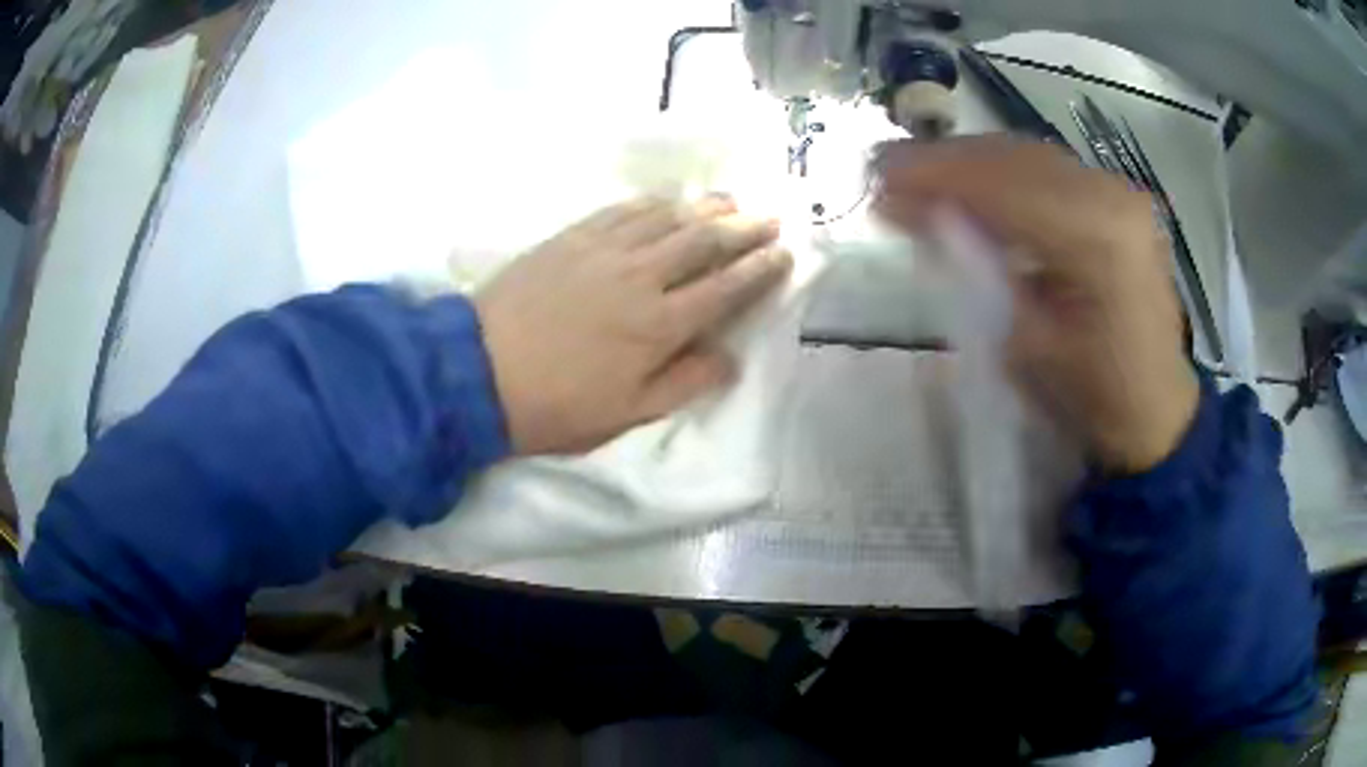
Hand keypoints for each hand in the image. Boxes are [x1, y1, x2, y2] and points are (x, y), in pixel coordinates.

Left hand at [475, 195, 791, 454]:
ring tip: (731, 200)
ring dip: (704, 207)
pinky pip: (623, 210)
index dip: (760, 269)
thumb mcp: (628, 414)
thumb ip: (685, 382)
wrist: (477, 372)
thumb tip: (730, 357)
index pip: (726, 287)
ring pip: (667, 218)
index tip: (784, 254)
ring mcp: (604, 250)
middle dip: (744, 229)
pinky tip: (667, 200)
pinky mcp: (572, 238)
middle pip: (704, 242)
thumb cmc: (556, 405)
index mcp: (661, 325)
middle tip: (770, 217)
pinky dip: (653, 203)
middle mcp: (642, 277)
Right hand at [874, 136, 1198, 473]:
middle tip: (886, 171)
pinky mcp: (1115, 197)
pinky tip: (969, 185)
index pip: (1002, 186)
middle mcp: (1111, 197)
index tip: (876, 176)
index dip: (934, 175)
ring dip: (968, 162)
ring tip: (918, 175)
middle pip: (1012, 157)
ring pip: (1026, 154)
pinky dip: (1000, 171)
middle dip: (944, 161)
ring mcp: (1117, 191)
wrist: (1155, 409)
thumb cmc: (1091, 396)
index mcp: (1097, 239)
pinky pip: (1045, 168)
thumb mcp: (1021, 343)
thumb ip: (969, 269)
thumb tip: (910, 213)